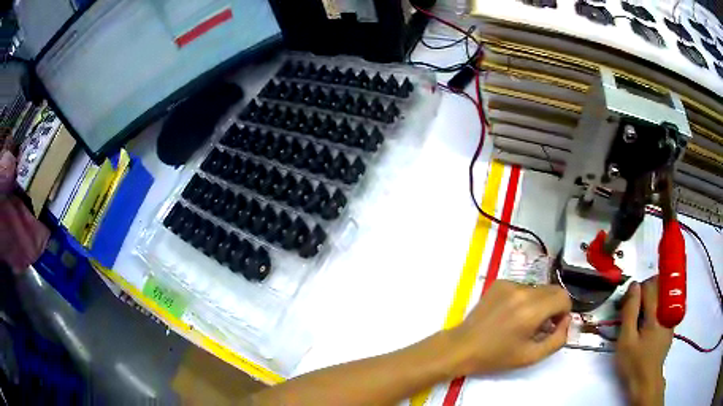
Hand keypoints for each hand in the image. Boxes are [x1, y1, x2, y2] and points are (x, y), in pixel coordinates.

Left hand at [447, 280, 571, 375]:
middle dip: (553, 307)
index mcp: (531, 310)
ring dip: (539, 303)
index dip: (564, 312)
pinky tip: (510, 315)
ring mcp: (509, 284)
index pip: (563, 297)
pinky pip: (523, 287)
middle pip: (553, 290)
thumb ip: (557, 339)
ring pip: (538, 289)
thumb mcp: (531, 356)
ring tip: (523, 322)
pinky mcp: (499, 283)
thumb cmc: (496, 356)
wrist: (463, 347)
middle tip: (541, 326)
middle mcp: (522, 291)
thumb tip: (566, 321)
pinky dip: (524, 299)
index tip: (553, 326)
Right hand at [616, 277, 672, 405]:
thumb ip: (630, 311)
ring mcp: (670, 317)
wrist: (646, 382)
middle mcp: (667, 309)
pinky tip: (647, 326)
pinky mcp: (670, 324)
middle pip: (658, 286)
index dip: (636, 290)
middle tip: (632, 309)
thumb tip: (634, 285)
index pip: (649, 285)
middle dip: (644, 292)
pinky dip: (655, 308)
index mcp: (657, 312)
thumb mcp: (626, 340)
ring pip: (662, 294)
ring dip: (650, 299)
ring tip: (638, 319)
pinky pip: (664, 306)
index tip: (626, 304)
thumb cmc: (634, 363)